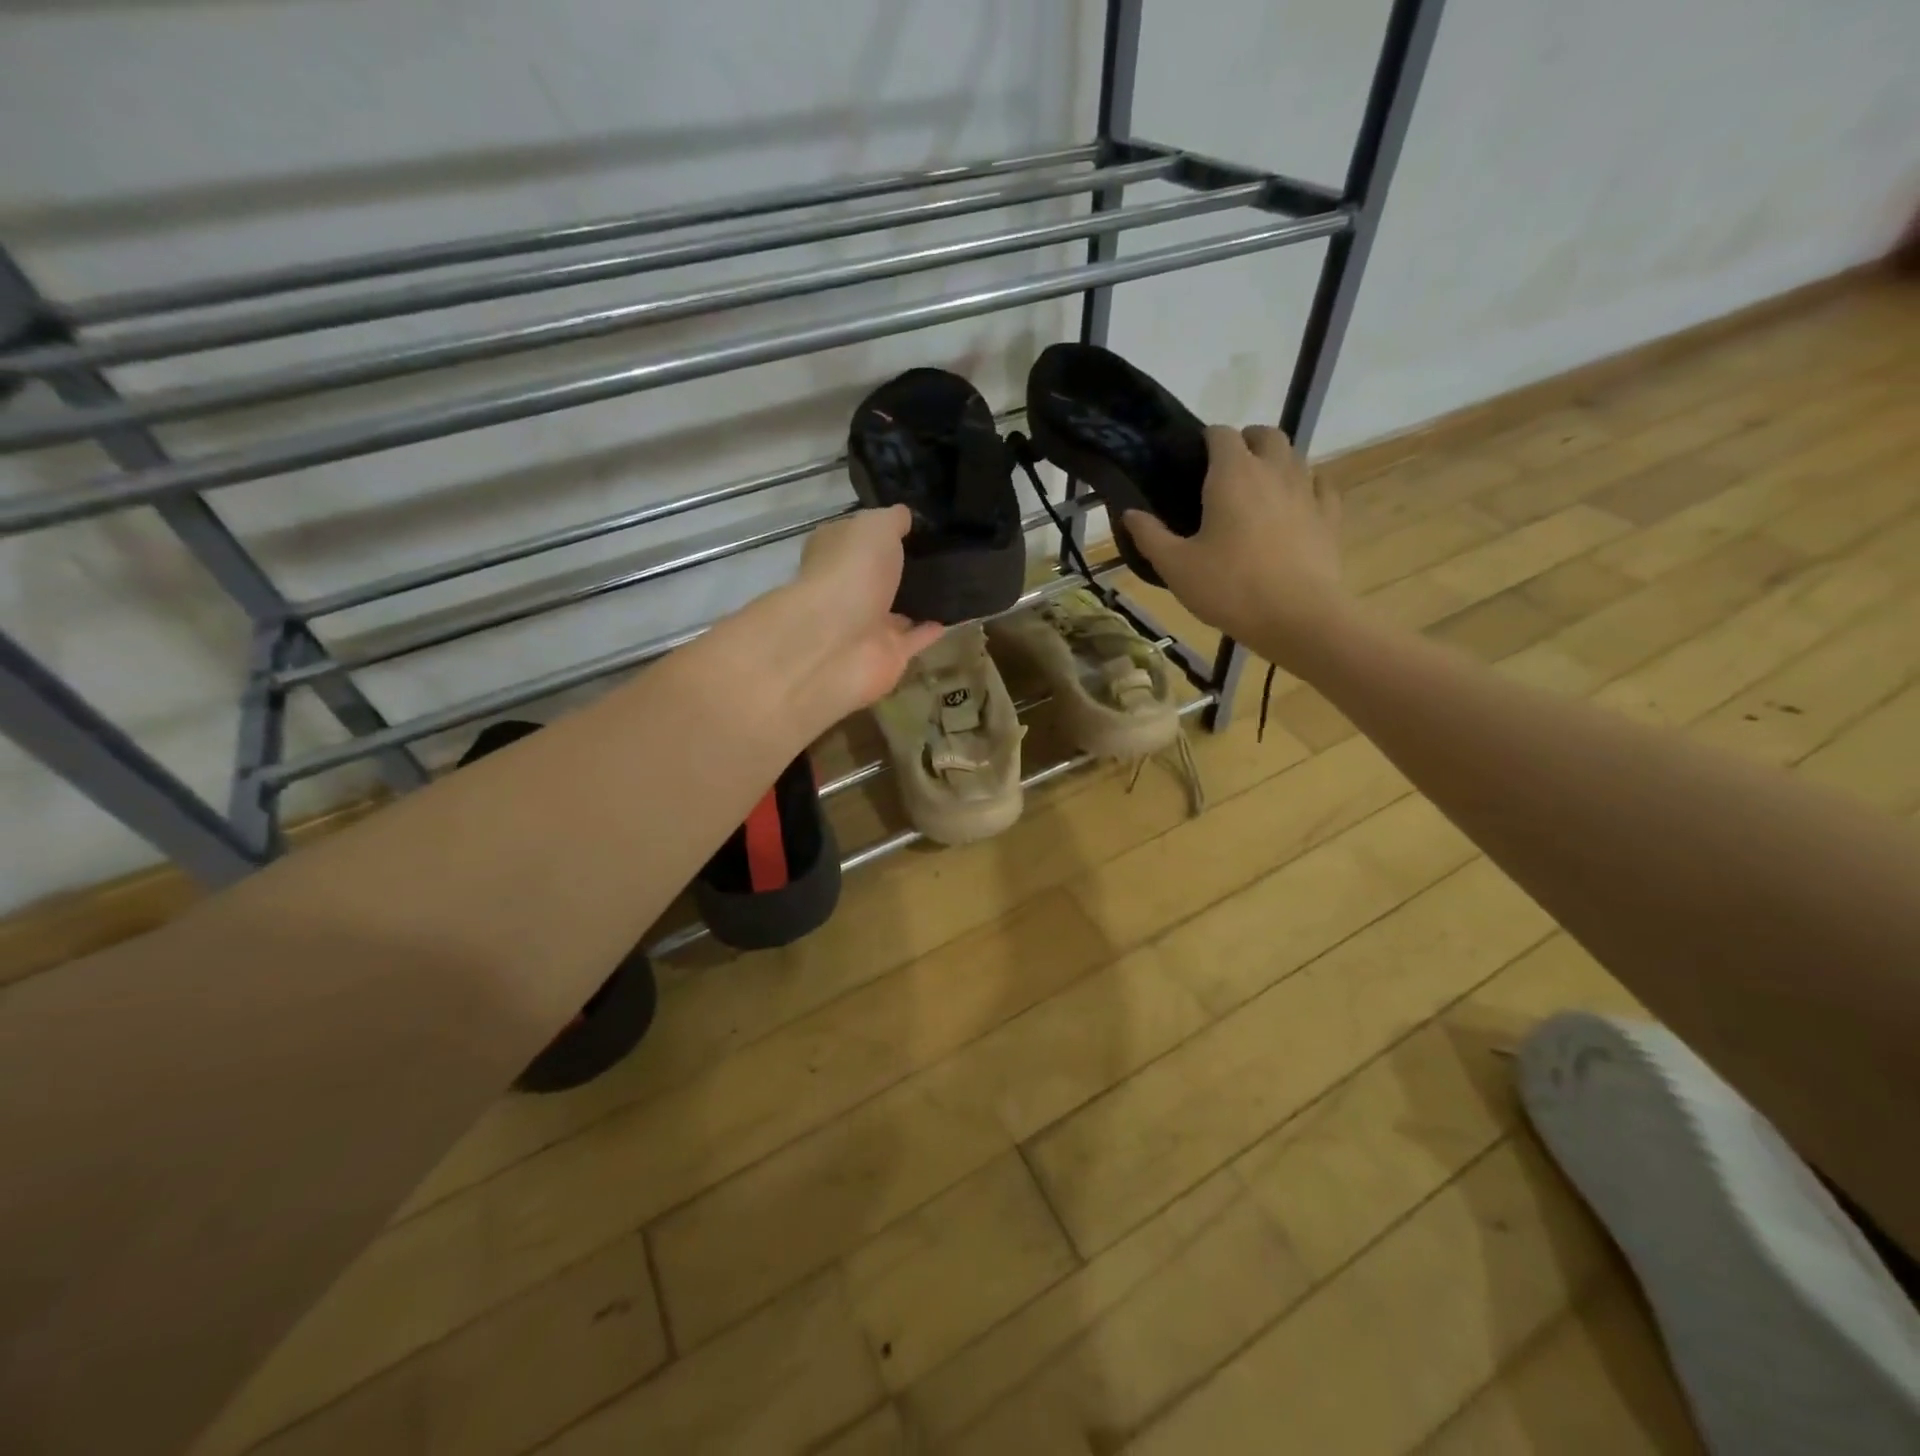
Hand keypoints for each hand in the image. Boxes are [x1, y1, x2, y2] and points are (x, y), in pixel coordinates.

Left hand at [767, 506, 944, 719]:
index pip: (854, 537)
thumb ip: (892, 520)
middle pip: (875, 576)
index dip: (879, 530)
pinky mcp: (886, 655)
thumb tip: (904, 516)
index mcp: (834, 553)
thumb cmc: (852, 571)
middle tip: (941, 553)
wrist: (838, 641)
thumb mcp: (875, 527)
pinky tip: (955, 617)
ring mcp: (865, 625)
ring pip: (895, 611)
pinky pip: (914, 640)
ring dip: (916, 602)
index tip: (914, 524)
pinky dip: (930, 631)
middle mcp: (846, 588)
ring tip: (953, 584)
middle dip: (899, 568)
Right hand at [1125, 425, 1349, 671]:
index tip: (1193, 461)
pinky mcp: (1329, 517)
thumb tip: (1129, 513)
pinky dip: (1307, 486)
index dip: (1206, 440)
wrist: (1298, 618)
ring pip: (1295, 456)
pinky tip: (1295, 505)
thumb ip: (1150, 536)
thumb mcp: (1176, 567)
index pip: (1221, 434)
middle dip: (1246, 442)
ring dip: (1275, 462)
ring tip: (1256, 490)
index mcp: (1233, 475)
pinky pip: (1321, 486)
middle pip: (1265, 435)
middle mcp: (1274, 470)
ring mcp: (1307, 491)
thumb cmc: (1229, 588)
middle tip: (1226, 470)